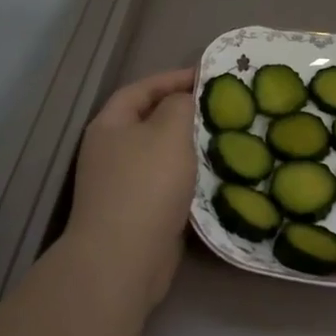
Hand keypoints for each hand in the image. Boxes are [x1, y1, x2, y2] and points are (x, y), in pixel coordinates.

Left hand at [64, 67, 196, 307]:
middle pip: (150, 121)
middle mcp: (110, 151)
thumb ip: (180, 105)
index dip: (173, 78)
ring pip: (161, 155)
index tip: (208, 76)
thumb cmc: (146, 185)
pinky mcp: (138, 213)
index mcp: (110, 125)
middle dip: (184, 113)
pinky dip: (189, 177)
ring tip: (224, 138)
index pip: (142, 89)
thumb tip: (184, 98)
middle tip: (220, 107)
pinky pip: (167, 184)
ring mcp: (122, 184)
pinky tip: (215, 176)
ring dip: (189, 147)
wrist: (124, 259)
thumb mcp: (169, 132)